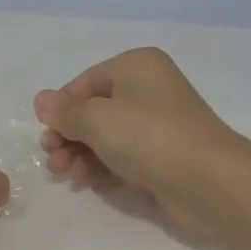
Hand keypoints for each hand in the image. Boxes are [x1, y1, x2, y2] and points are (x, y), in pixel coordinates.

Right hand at [34, 49, 242, 236]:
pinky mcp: (161, 159)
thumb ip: (66, 112)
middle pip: (94, 112)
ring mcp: (157, 126)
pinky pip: (122, 158)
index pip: (85, 82)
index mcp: (136, 67)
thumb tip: (42, 101)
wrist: (208, 181)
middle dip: (69, 136)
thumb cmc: (149, 136)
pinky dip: (103, 168)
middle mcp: (148, 90)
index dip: (62, 108)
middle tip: (52, 159)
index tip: (46, 133)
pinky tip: (88, 183)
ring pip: (106, 138)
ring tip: (66, 175)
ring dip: (81, 155)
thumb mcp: (97, 119)